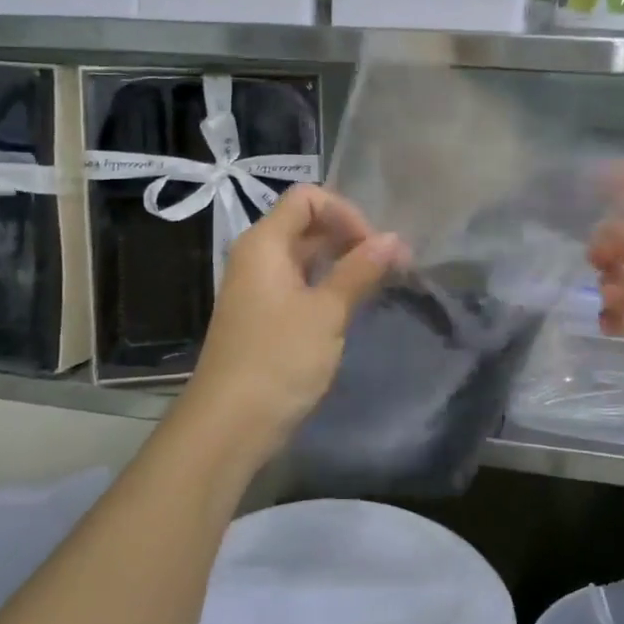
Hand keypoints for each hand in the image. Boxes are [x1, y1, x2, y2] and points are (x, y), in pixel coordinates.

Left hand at [177, 186, 405, 468]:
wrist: (229, 425)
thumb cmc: (278, 360)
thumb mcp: (326, 312)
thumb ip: (360, 270)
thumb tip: (395, 239)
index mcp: (264, 244)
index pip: (307, 198)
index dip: (345, 212)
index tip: (374, 246)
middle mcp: (258, 257)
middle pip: (307, 225)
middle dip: (351, 237)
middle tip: (391, 265)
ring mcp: (259, 288)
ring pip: (307, 256)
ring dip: (344, 262)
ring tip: (380, 282)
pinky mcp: (265, 316)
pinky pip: (301, 284)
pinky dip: (329, 285)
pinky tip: (355, 304)